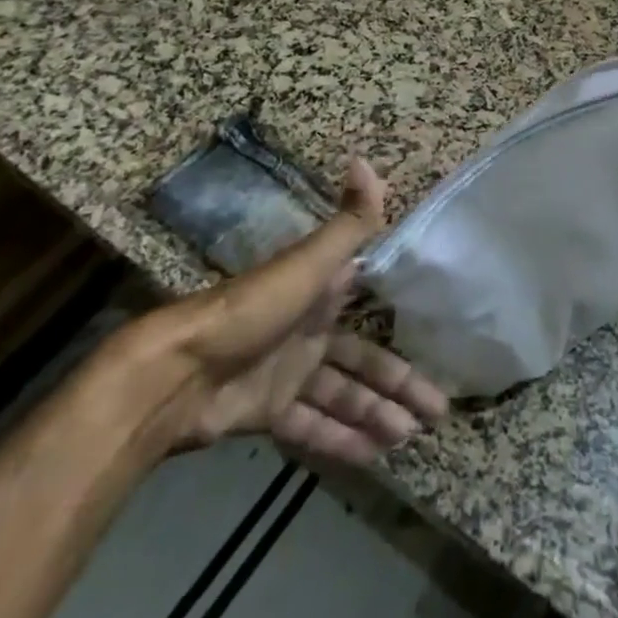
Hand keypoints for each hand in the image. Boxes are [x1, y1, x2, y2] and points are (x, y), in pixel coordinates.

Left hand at [113, 159, 448, 465]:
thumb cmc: (252, 310)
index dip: (403, 324)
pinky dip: (342, 440)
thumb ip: (349, 223)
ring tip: (411, 438)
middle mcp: (307, 331)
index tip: (440, 340)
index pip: (371, 307)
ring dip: (377, 415)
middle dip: (399, 383)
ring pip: (342, 397)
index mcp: (320, 294)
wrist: (177, 372)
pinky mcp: (266, 411)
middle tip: (440, 410)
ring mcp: (286, 373)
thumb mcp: (308, 263)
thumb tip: (367, 160)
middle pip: (362, 361)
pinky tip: (373, 457)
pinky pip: (313, 427)